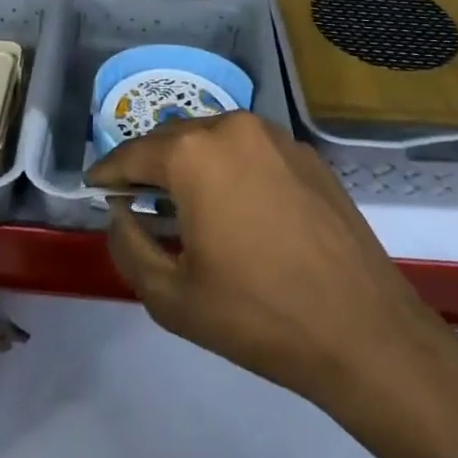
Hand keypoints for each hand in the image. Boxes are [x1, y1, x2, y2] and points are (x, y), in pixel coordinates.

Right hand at [87, 114, 452, 414]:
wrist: (364, 330)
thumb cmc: (258, 314)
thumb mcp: (173, 296)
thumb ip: (129, 246)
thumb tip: (120, 214)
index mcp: (194, 153)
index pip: (132, 153)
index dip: (107, 172)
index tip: (93, 187)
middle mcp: (232, 126)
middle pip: (173, 139)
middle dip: (148, 165)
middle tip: (133, 198)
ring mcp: (275, 136)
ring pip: (213, 139)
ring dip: (190, 163)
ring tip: (182, 201)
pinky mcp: (306, 154)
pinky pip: (250, 151)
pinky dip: (230, 168)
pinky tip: (235, 206)